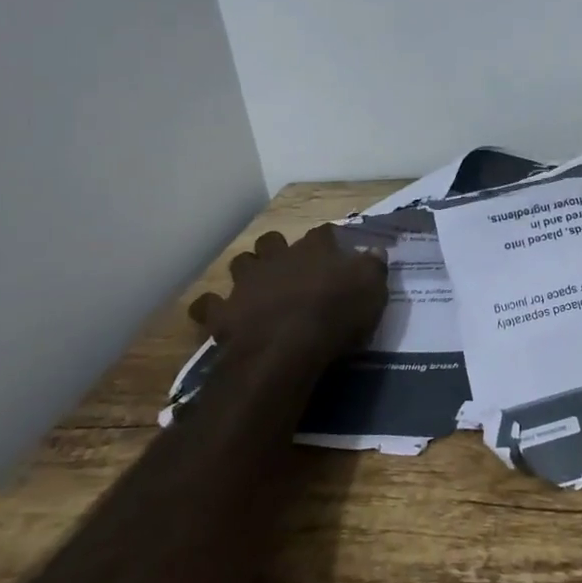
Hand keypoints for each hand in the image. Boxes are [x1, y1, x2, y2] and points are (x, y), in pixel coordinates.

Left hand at [188, 226, 388, 359]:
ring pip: (240, 263)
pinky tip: (222, 315)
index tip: (336, 252)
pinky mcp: (222, 312)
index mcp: (315, 248)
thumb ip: (373, 266)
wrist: (285, 350)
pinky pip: (207, 305)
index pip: (324, 233)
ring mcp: (246, 282)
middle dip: (278, 249)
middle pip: (273, 240)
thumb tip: (374, 250)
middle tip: (290, 269)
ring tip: (257, 287)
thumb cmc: (335, 315)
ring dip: (248, 271)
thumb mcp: (372, 290)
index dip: (329, 241)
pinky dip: (213, 308)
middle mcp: (278, 256)